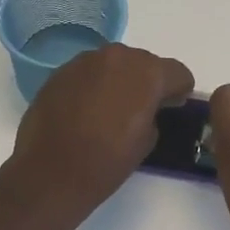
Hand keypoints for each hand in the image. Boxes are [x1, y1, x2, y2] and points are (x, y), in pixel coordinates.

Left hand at [12, 44, 193, 212]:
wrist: (50, 172)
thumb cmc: (106, 162)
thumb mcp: (147, 141)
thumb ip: (155, 113)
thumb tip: (147, 107)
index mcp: (146, 73)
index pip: (177, 72)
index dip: (179, 91)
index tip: (173, 107)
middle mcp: (117, 57)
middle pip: (144, 62)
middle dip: (147, 82)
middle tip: (141, 109)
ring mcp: (84, 61)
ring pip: (114, 64)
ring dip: (119, 80)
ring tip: (111, 110)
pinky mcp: (60, 72)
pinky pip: (88, 73)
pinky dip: (93, 85)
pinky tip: (85, 111)